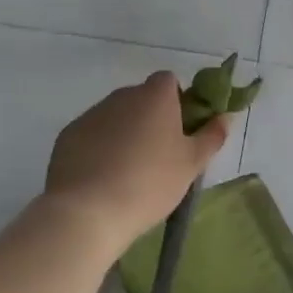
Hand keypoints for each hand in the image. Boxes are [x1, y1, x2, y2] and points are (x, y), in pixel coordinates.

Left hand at [44, 73, 228, 254]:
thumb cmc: (150, 183)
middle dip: (150, 119)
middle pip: (142, 98)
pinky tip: (102, 179)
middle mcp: (122, 96)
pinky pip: (92, 134)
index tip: (180, 131)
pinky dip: (99, 148)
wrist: (88, 211)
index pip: (169, 81)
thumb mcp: (191, 164)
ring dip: (124, 133)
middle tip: (158, 156)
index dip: (177, 101)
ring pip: (116, 116)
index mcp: (155, 96)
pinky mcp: (68, 135)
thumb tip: (224, 117)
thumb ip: (211, 136)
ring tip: (128, 172)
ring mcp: (92, 114)